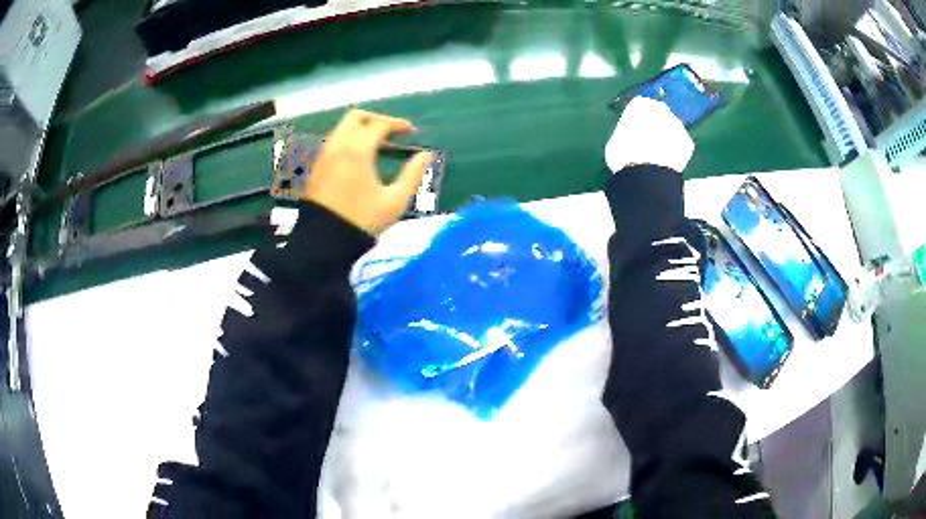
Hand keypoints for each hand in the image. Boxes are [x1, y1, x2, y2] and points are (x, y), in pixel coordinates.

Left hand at [304, 109, 432, 234]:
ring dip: (360, 129)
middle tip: (392, 132)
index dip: (398, 124)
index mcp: (358, 150)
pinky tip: (358, 158)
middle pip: (356, 117)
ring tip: (377, 145)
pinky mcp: (316, 168)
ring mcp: (323, 156)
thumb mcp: (395, 201)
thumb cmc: (363, 222)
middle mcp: (337, 146)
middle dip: (376, 120)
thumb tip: (426, 155)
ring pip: (342, 129)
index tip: (411, 132)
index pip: (379, 124)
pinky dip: (348, 141)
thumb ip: (413, 174)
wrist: (324, 243)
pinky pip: (333, 143)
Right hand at [604, 97, 694, 173]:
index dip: (638, 121)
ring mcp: (677, 125)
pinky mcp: (687, 142)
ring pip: (671, 131)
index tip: (634, 133)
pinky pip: (681, 147)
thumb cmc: (623, 155)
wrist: (645, 174)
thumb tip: (629, 140)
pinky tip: (666, 164)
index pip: (640, 107)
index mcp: (640, 104)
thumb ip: (626, 133)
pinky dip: (676, 154)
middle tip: (647, 144)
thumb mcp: (616, 140)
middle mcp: (661, 109)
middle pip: (659, 115)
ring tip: (657, 158)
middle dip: (656, 126)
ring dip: (667, 140)